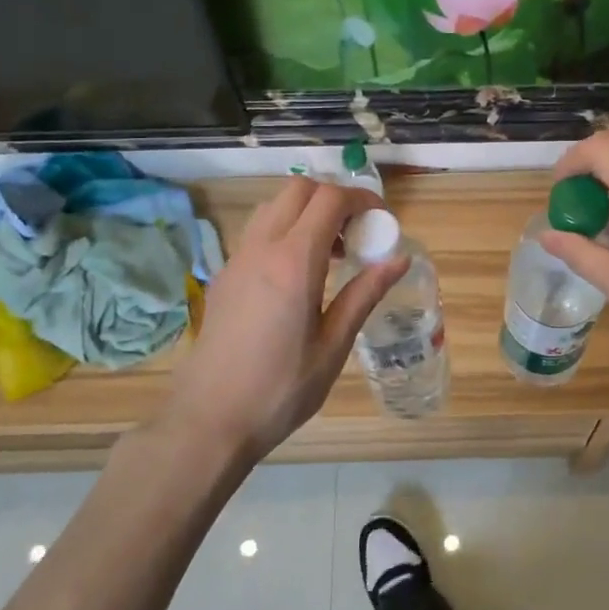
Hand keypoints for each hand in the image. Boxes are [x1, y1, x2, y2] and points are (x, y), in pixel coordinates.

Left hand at [168, 179, 403, 457]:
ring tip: (331, 253)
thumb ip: (365, 294)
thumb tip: (399, 260)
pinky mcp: (224, 275)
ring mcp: (237, 259)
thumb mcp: (333, 345)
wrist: (209, 420)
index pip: (329, 199)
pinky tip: (299, 274)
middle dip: (333, 198)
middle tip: (357, 233)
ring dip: (307, 212)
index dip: (361, 198)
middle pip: (298, 189)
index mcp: (294, 262)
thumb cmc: (281, 389)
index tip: (381, 220)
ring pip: (274, 206)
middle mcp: (262, 248)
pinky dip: (285, 230)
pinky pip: (258, 231)